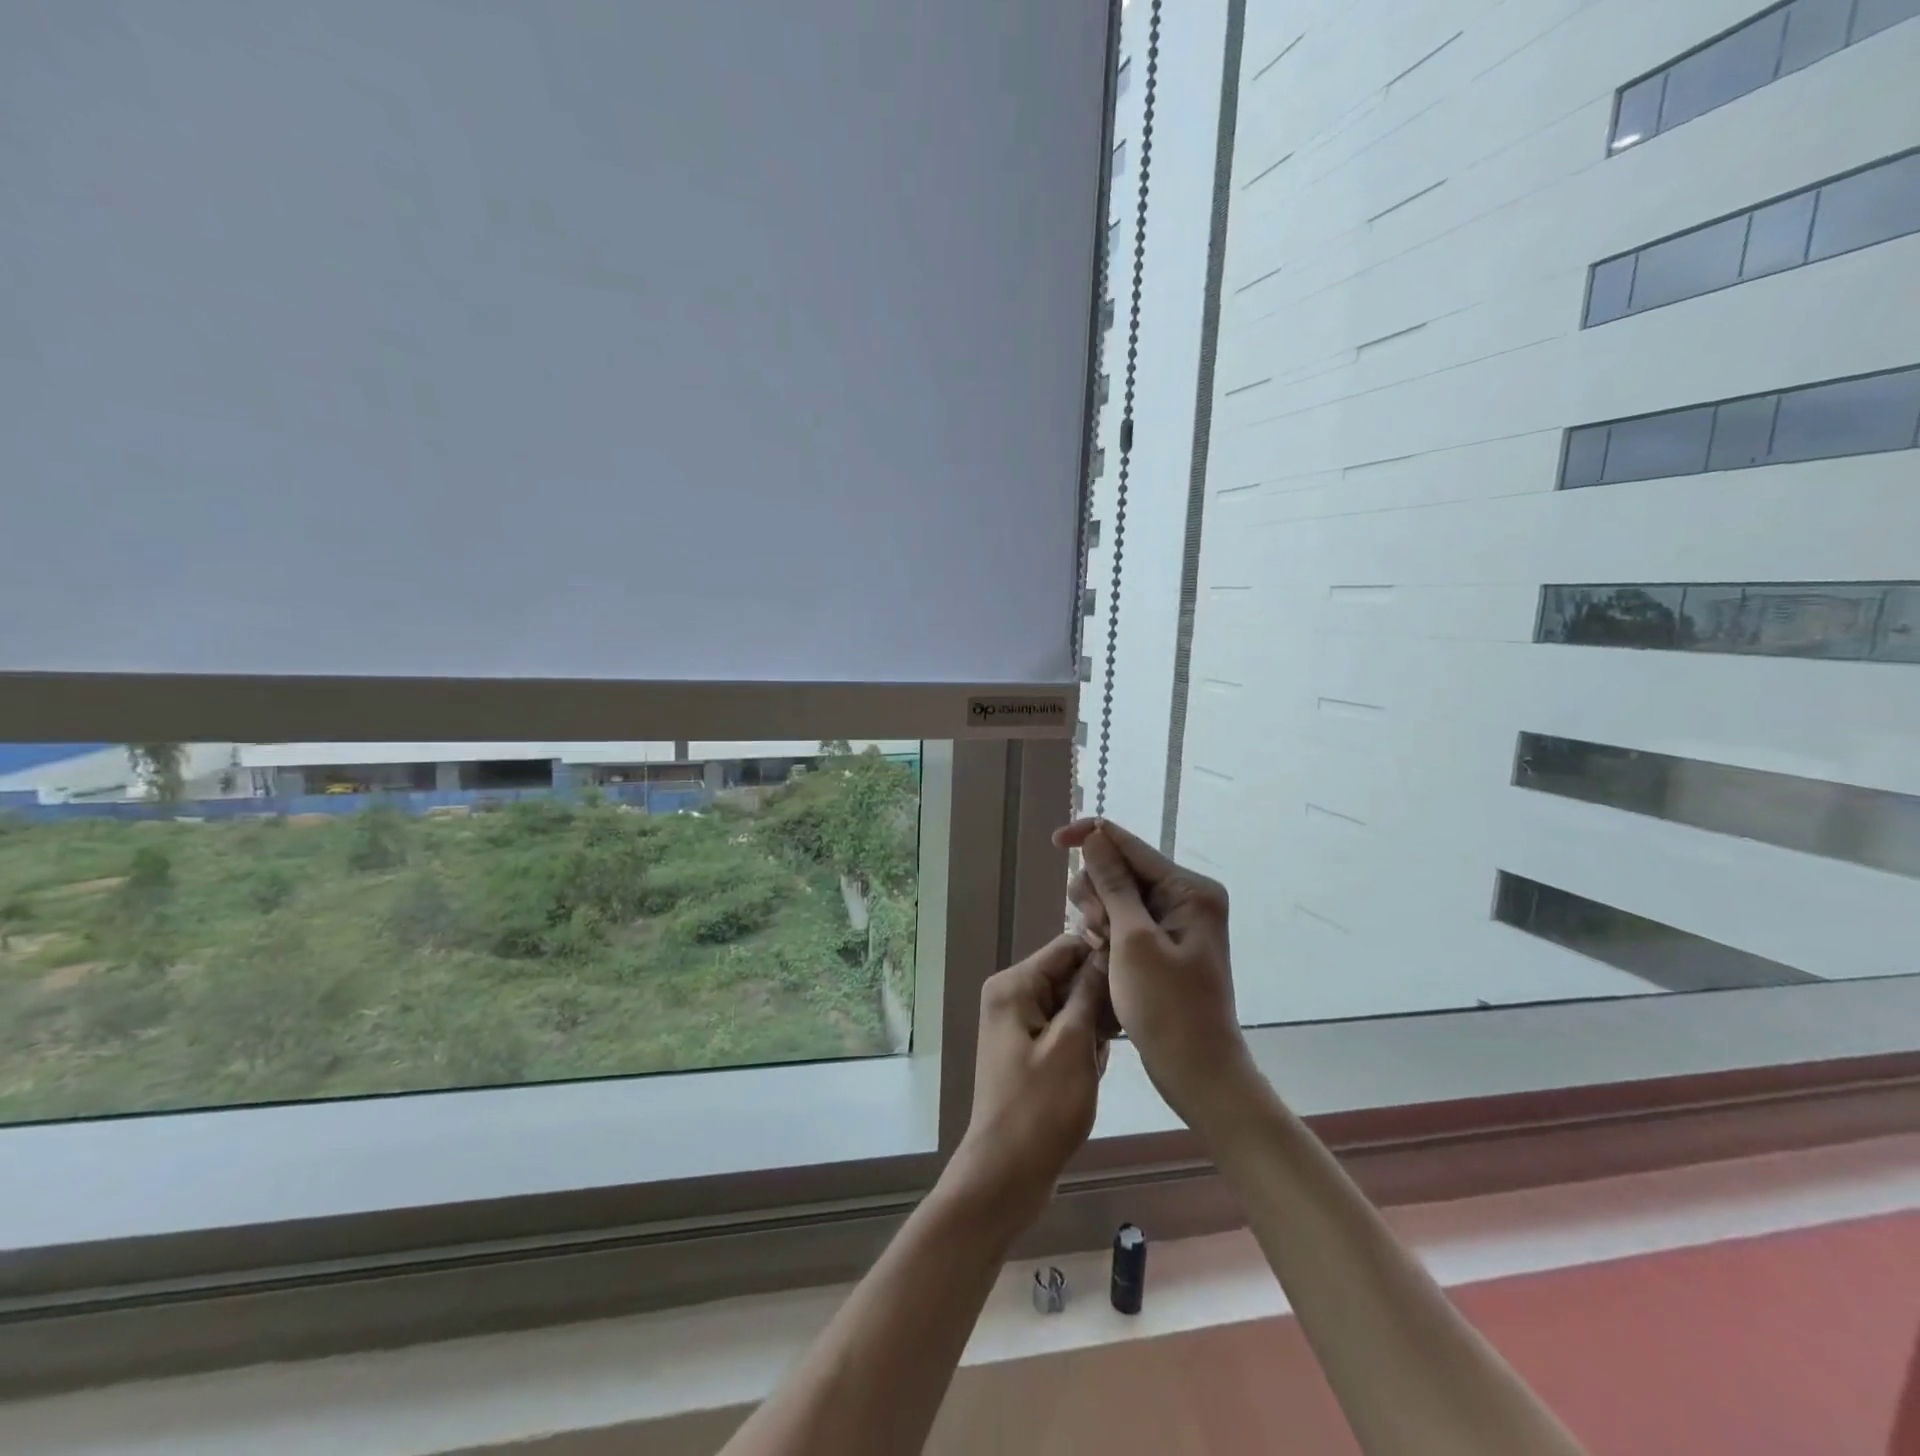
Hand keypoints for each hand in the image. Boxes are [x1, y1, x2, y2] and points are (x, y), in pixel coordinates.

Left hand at [945, 934, 1109, 1230]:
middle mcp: (1012, 994)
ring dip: (1094, 1027)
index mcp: (1014, 985)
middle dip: (1098, 999)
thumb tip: (1106, 951)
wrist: (1007, 1174)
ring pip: (1072, 1004)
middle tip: (1119, 1030)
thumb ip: (1089, 992)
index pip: (1067, 946)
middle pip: (1069, 975)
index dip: (1103, 953)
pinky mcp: (1029, 1048)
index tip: (1140, 973)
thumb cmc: (1041, 1107)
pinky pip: (1065, 1029)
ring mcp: (1019, 1023)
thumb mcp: (1073, 1044)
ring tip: (1102, 1057)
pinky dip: (1084, 1045)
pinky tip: (1093, 1071)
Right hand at [1054, 818, 1250, 1130]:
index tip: (1054, 842)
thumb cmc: (1168, 1008)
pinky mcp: (1163, 944)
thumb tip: (1095, 836)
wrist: (1198, 1073)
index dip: (1091, 837)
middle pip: (1120, 868)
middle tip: (1098, 932)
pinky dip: (1107, 934)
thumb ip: (1113, 884)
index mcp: (1189, 889)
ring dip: (1099, 917)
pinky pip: (1123, 920)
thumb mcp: (1133, 941)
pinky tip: (1105, 957)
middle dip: (1097, 893)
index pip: (1130, 844)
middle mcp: (1185, 897)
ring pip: (1116, 896)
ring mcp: (1175, 921)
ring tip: (1102, 951)